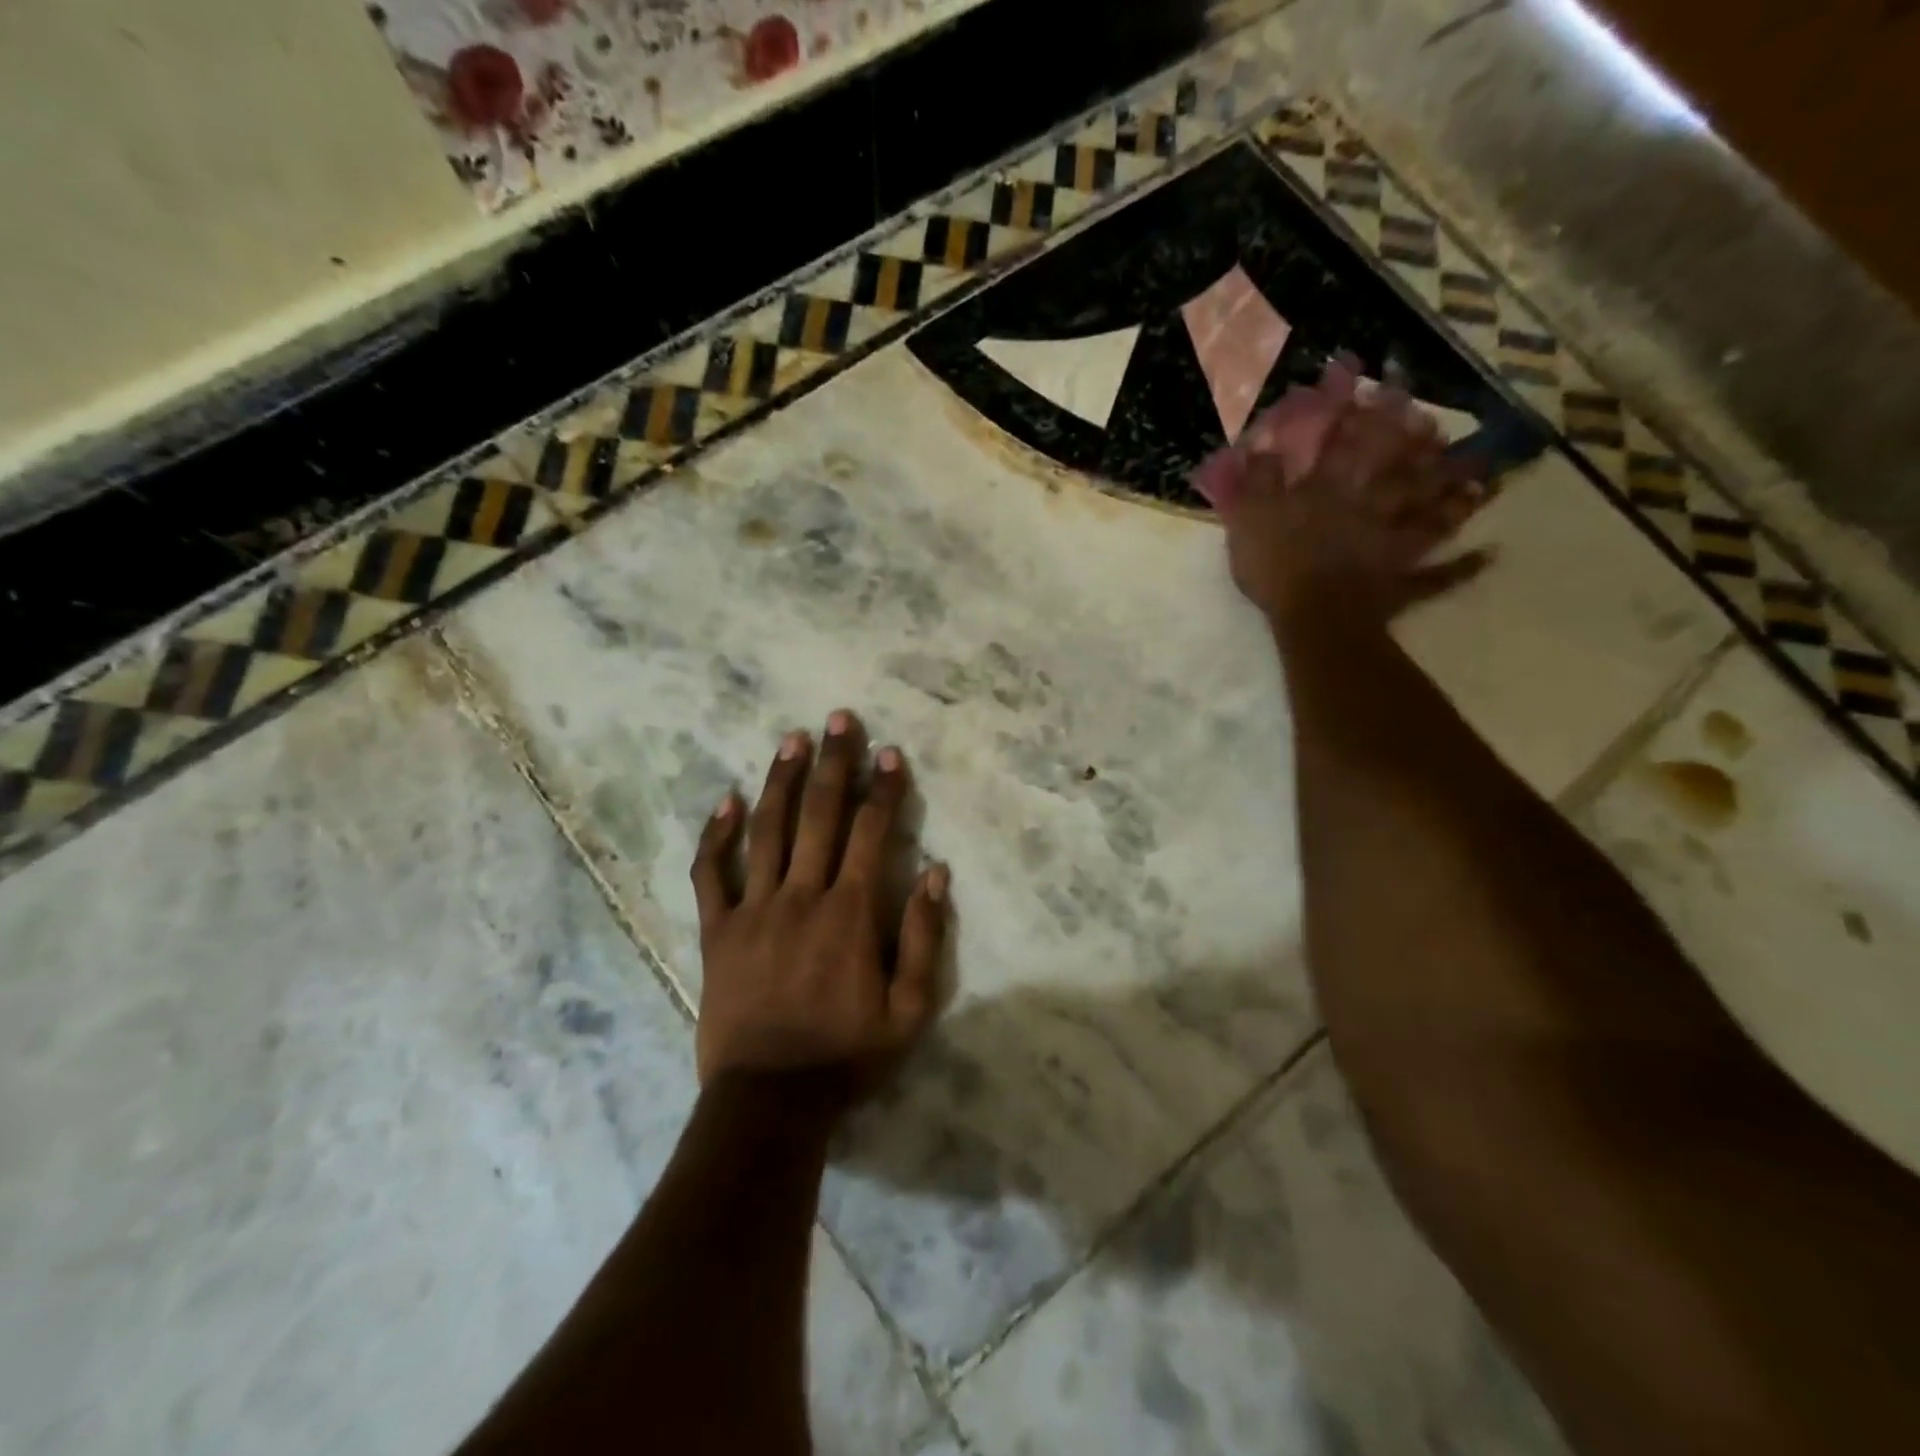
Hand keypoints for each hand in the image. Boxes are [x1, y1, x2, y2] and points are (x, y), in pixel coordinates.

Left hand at [689, 710, 948, 1107]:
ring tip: (791, 739)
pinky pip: (712, 873)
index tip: (889, 753)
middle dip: (833, 763)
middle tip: (838, 719)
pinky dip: (717, 835)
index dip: (883, 789)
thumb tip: (937, 871)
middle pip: (820, 815)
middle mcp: (803, 896)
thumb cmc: (846, 1055)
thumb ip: (924, 937)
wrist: (768, 1100)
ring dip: (781, 780)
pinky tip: (727, 800)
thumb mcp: (910, 1010)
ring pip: (767, 830)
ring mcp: (754, 909)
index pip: (872, 832)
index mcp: (851, 912)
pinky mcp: (718, 930)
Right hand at [1219, 358, 1490, 625]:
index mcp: (1330, 491)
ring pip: (1432, 512)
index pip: (1344, 443)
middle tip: (1438, 423)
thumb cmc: (1277, 566)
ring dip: (1455, 493)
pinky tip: (1489, 554)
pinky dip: (1464, 567)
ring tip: (1481, 473)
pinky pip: (1439, 575)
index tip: (1369, 382)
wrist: (1314, 615)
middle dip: (1418, 444)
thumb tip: (1262, 446)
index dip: (1355, 412)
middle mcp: (1370, 507)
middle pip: (1401, 470)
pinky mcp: (1403, 581)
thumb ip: (1256, 482)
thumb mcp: (1249, 518)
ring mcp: (1394, 543)